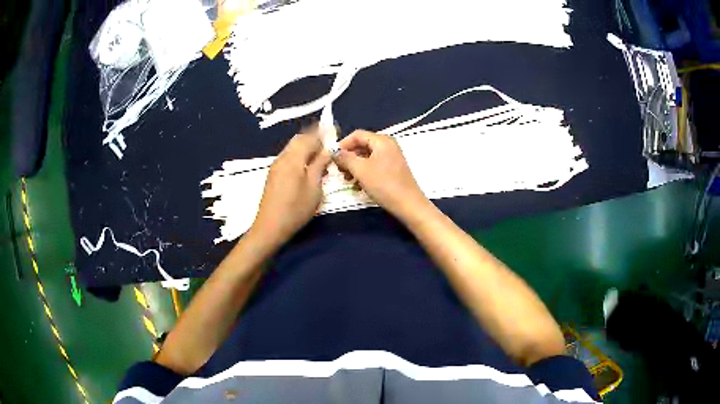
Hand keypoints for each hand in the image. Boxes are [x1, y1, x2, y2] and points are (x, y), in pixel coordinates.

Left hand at [250, 132, 330, 245]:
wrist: (270, 226)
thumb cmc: (296, 208)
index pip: (309, 137)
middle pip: (298, 140)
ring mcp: (276, 166)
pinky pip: (288, 156)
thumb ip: (320, 165)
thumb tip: (328, 149)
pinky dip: (299, 154)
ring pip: (292, 148)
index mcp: (293, 158)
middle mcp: (283, 158)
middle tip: (328, 142)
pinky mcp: (273, 175)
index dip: (322, 132)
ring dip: (306, 145)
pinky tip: (306, 164)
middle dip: (313, 136)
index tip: (333, 128)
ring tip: (319, 153)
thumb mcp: (314, 187)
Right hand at [335, 130, 428, 219]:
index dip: (343, 144)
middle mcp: (388, 145)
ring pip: (366, 157)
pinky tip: (358, 185)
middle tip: (339, 171)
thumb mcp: (360, 170)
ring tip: (347, 179)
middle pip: (362, 145)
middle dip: (348, 157)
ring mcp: (391, 157)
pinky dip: (364, 172)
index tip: (332, 158)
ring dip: (354, 166)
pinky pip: (374, 165)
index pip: (357, 135)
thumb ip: (345, 158)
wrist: (408, 204)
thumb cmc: (384, 184)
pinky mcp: (392, 169)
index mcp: (382, 140)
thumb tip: (334, 152)